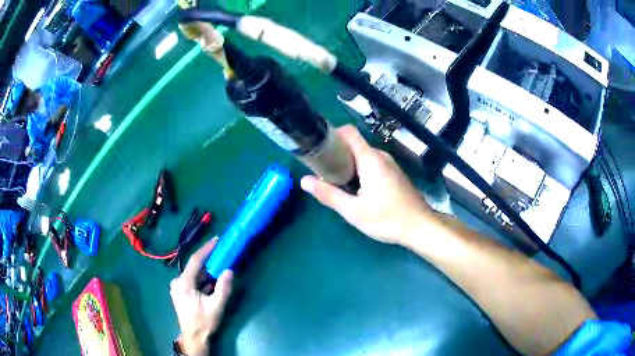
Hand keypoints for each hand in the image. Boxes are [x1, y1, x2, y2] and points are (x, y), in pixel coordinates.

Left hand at [170, 238, 233, 355]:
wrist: (193, 336)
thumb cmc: (204, 322)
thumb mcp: (216, 306)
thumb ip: (223, 288)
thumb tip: (229, 270)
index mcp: (183, 283)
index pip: (195, 260)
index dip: (206, 249)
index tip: (216, 240)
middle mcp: (177, 281)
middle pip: (195, 267)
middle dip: (209, 263)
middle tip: (223, 258)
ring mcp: (177, 286)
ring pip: (194, 274)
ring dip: (207, 274)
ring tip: (220, 273)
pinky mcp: (180, 291)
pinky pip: (192, 280)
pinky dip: (203, 280)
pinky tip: (212, 285)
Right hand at [300, 125, 432, 245]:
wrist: (420, 226)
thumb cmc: (387, 218)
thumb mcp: (353, 211)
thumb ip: (328, 194)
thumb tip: (304, 181)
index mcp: (370, 159)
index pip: (348, 132)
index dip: (331, 134)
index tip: (318, 147)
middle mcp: (381, 156)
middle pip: (353, 145)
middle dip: (337, 155)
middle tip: (323, 173)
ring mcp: (390, 164)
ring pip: (363, 156)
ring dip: (348, 165)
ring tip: (337, 183)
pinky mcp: (394, 173)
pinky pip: (372, 164)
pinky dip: (360, 171)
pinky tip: (357, 190)